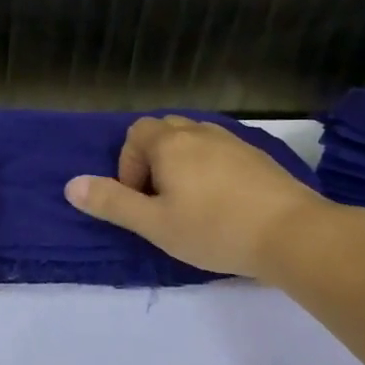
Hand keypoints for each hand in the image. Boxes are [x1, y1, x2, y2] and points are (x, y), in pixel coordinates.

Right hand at [64, 116, 332, 282]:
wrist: (293, 233)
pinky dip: (210, 168)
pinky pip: (221, 152)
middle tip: (160, 200)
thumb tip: (71, 185)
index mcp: (170, 143)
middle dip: (153, 160)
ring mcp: (233, 141)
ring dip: (182, 163)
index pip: (136, 134)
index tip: (141, 200)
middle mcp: (200, 132)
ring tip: (190, 202)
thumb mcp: (154, 224)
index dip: (129, 166)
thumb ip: (111, 203)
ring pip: (194, 140)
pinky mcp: (258, 157)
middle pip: (164, 131)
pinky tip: (222, 203)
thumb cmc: (214, 229)